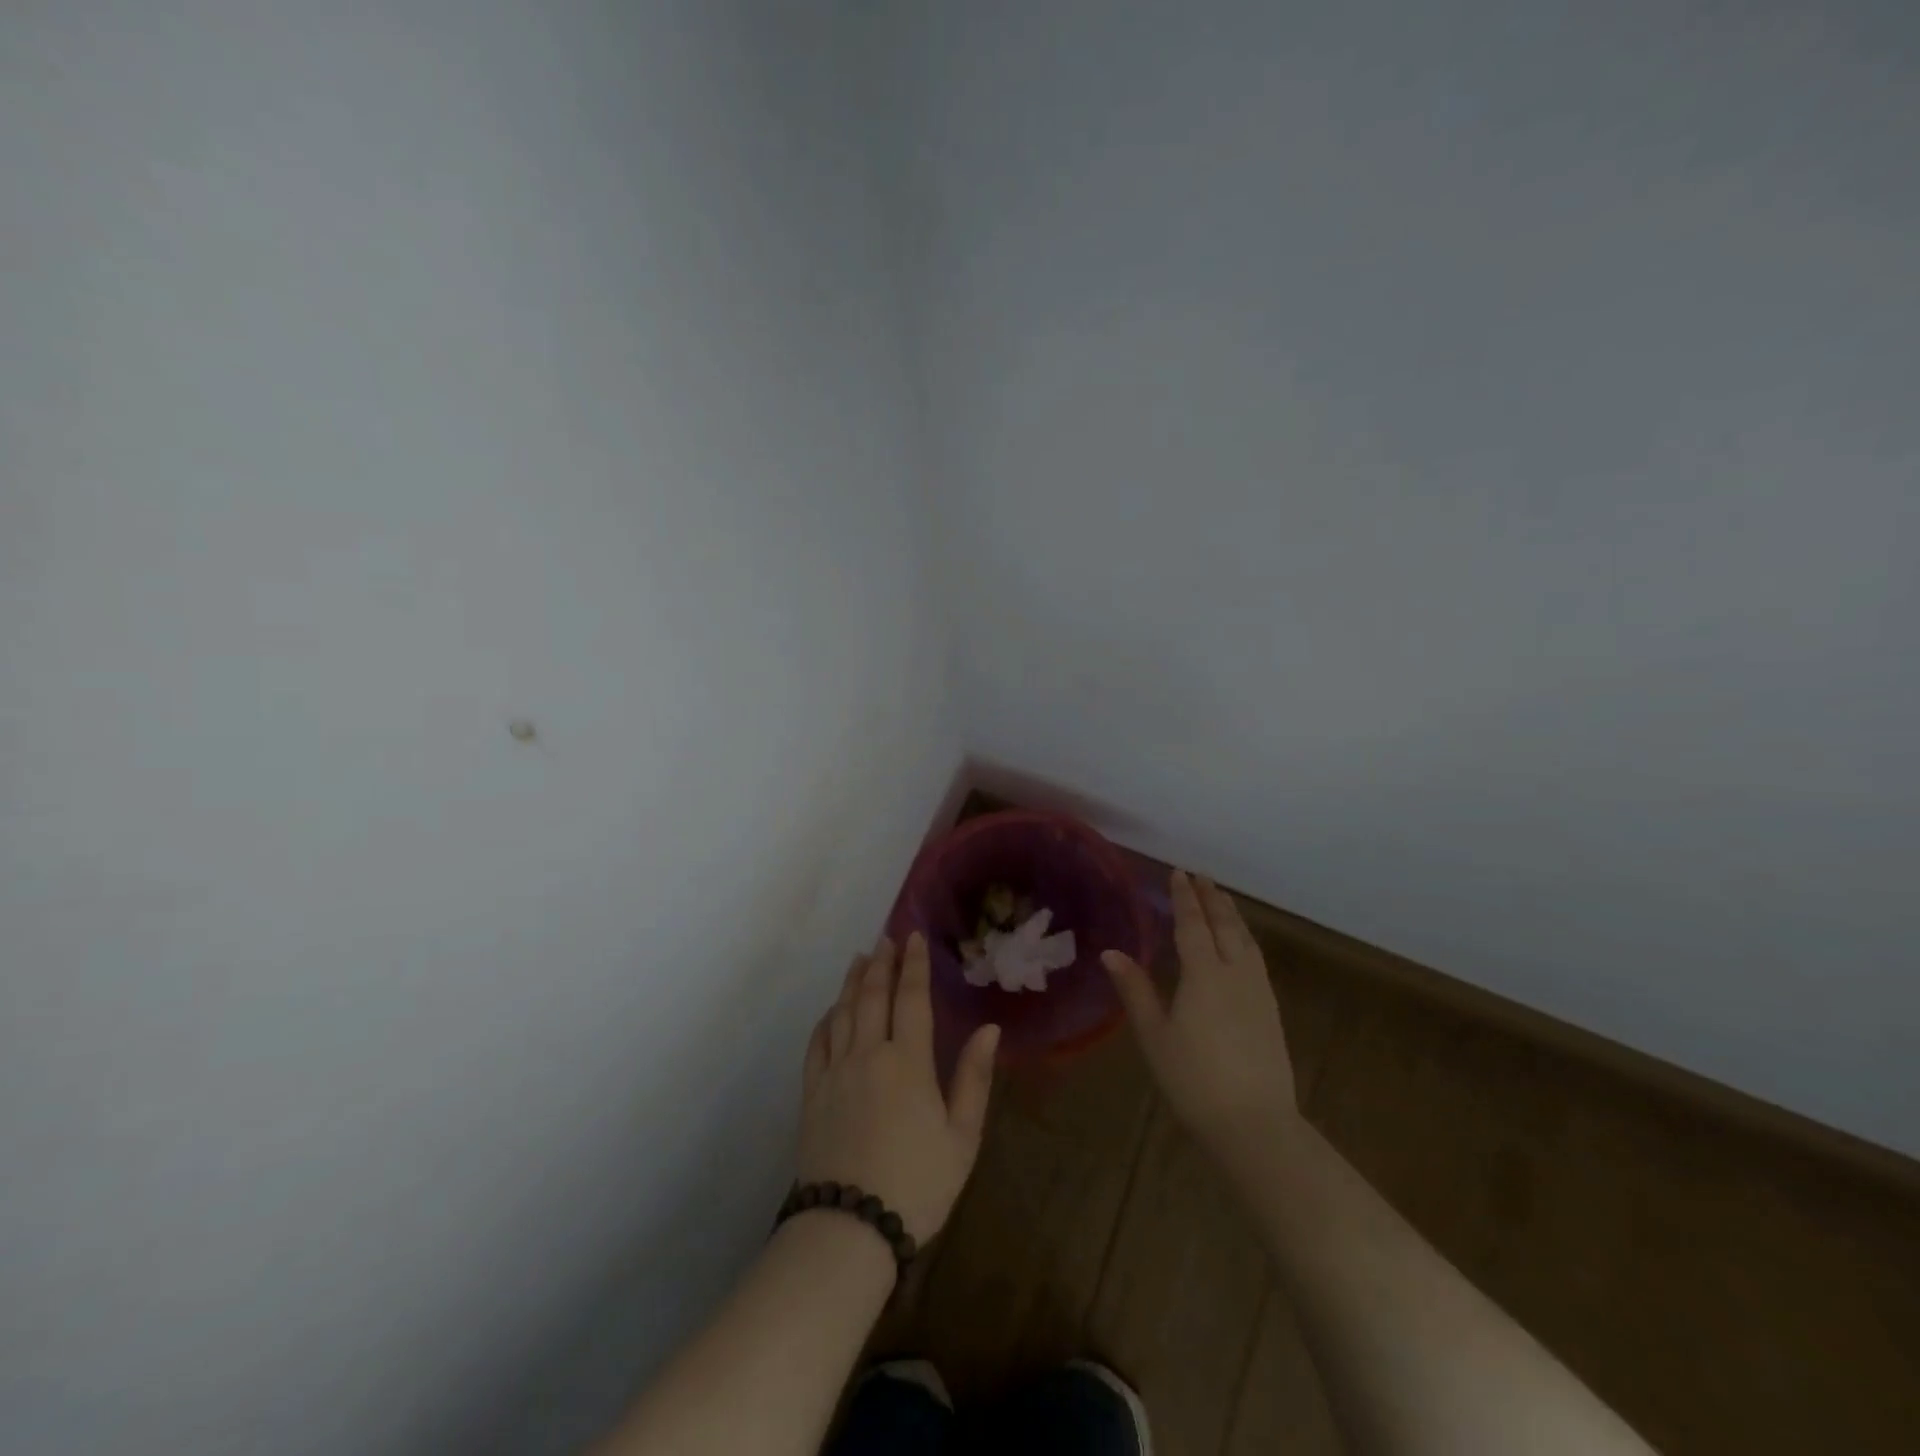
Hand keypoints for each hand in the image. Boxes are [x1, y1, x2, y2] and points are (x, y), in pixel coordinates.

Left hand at [797, 934, 999, 1244]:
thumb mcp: (961, 1137)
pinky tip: (831, 1011)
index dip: (913, 965)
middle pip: (872, 996)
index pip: (911, 998)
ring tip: (859, 959)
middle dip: (881, 963)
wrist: (850, 1228)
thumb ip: (974, 1078)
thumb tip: (989, 1029)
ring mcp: (835, 1072)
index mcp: (908, 1061)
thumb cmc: (917, 1183)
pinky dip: (825, 1019)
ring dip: (851, 982)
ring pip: (842, 1013)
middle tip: (886, 939)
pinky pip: (817, 1043)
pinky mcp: (812, 1093)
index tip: (913, 937)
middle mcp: (868, 1054)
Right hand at [1103, 871, 1298, 1160]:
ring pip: (1246, 940)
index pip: (1193, 924)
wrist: (1255, 1125)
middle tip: (1202, 877)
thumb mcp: (1154, 1036)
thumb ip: (1135, 990)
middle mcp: (1235, 974)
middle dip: (1212, 899)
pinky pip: (1257, 959)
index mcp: (1204, 974)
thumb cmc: (1194, 1080)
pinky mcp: (1271, 1011)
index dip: (1185, 898)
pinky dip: (1245, 939)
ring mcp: (1259, 992)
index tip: (1179, 873)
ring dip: (1232, 915)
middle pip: (1225, 926)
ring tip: (1223, 901)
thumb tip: (1111, 953)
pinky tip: (1242, 946)